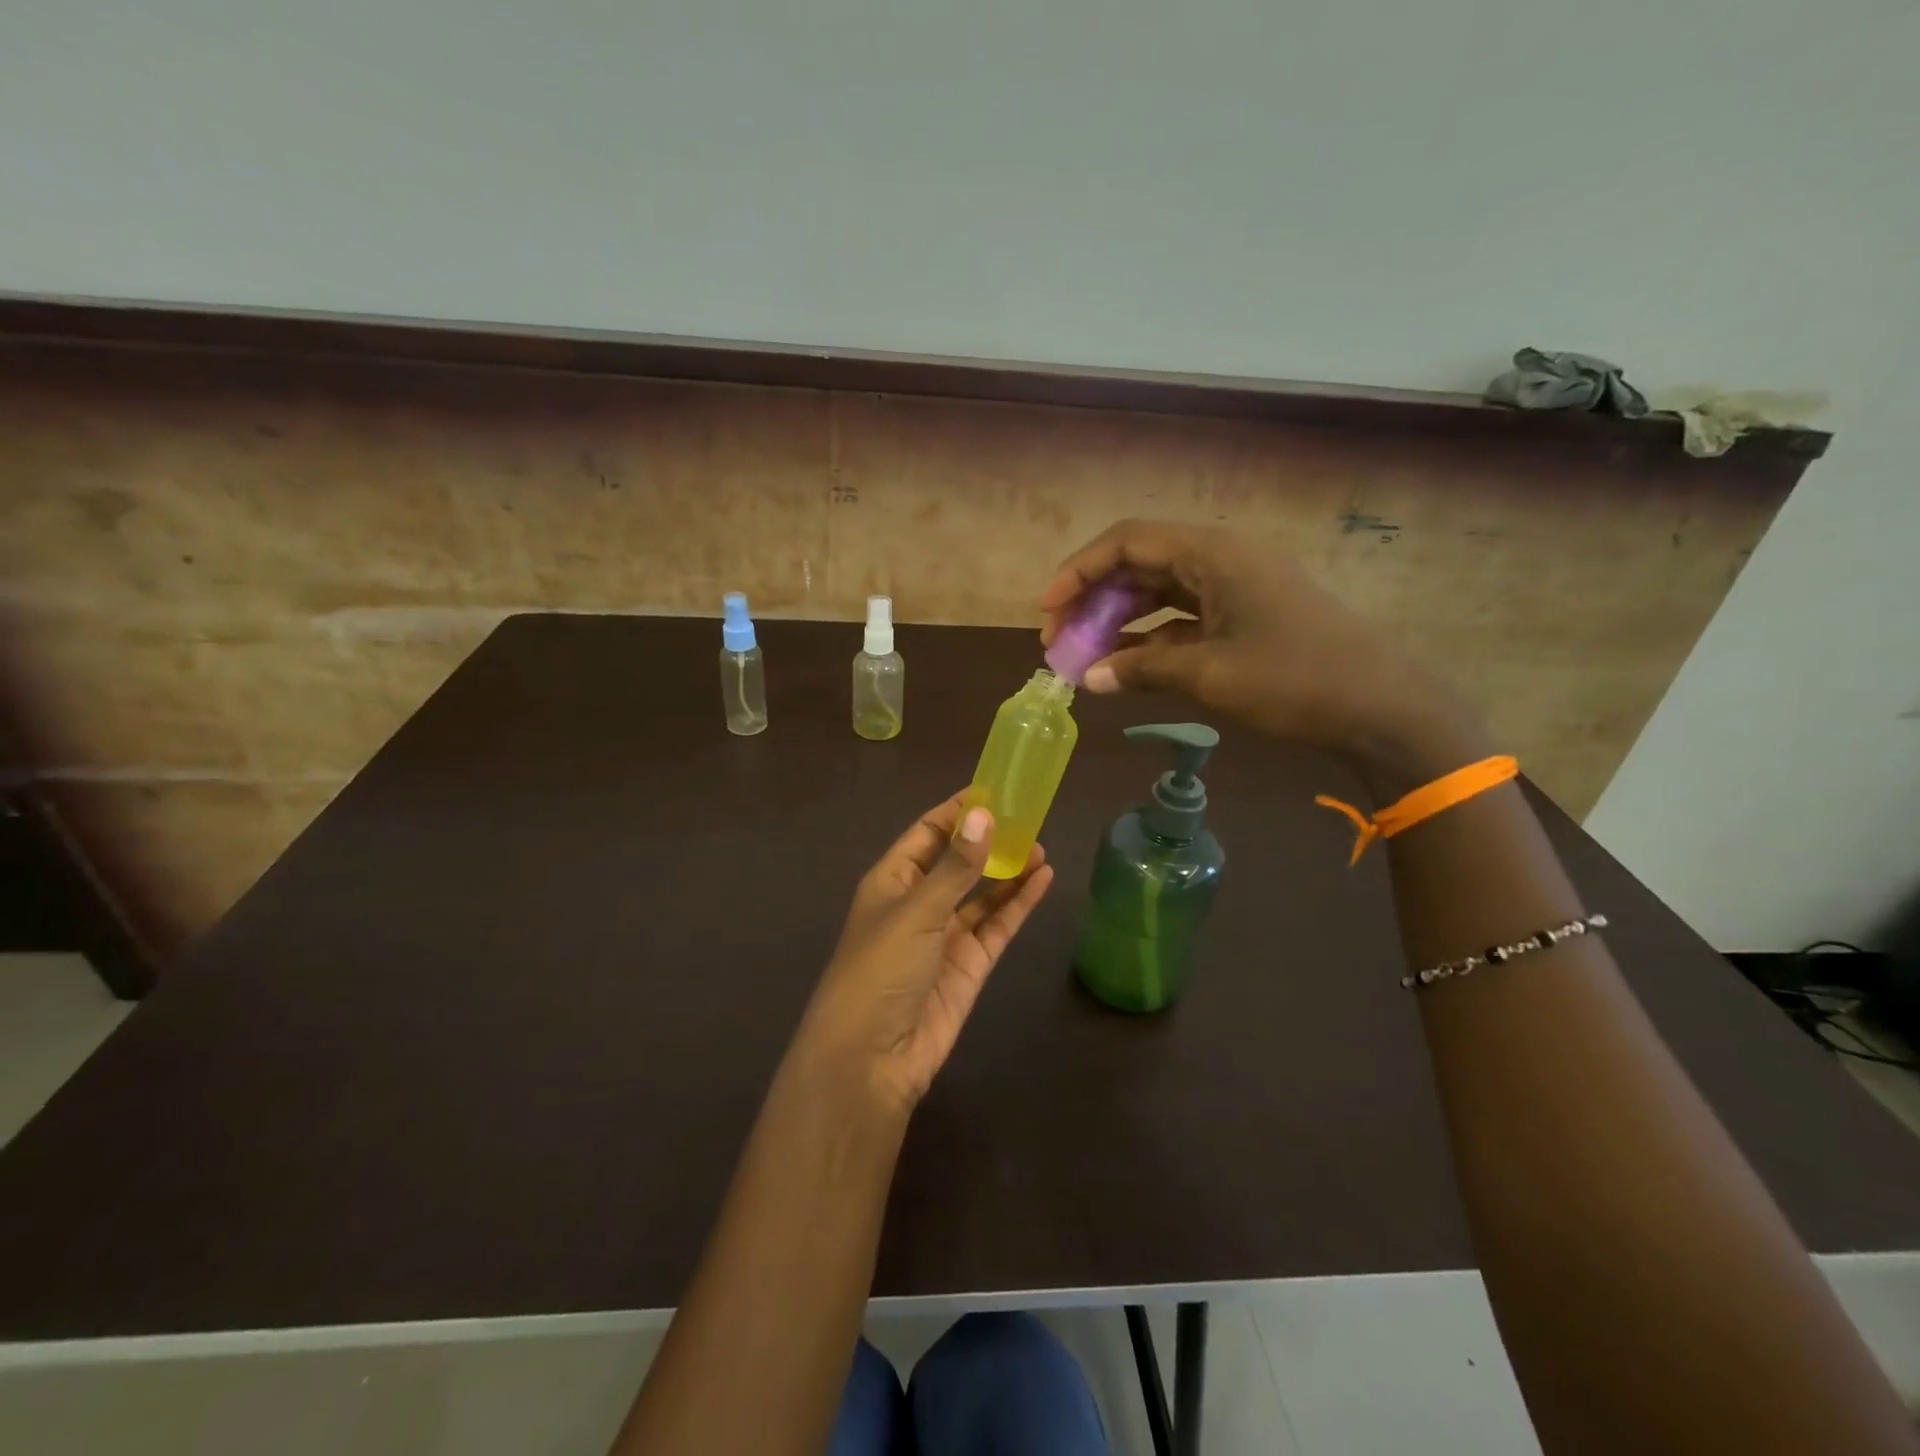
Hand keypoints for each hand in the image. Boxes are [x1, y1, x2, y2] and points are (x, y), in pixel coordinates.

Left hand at [797, 793, 1053, 1113]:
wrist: (872, 1058)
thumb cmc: (881, 969)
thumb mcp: (917, 910)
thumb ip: (955, 866)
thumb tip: (985, 815)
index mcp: (892, 881)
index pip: (926, 833)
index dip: (956, 812)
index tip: (992, 790)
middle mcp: (919, 903)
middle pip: (958, 861)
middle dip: (988, 840)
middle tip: (1028, 817)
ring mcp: (945, 935)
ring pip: (982, 894)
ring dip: (1008, 870)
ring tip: (1041, 846)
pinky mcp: (969, 965)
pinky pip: (997, 925)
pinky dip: (1018, 904)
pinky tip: (1043, 880)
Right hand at [1041, 519, 1490, 785]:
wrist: (1383, 708)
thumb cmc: (1295, 680)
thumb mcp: (1209, 675)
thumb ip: (1141, 671)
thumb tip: (1088, 678)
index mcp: (1214, 554)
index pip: (1128, 541)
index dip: (1079, 571)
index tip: (1048, 610)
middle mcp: (1222, 559)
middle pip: (1140, 564)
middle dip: (1094, 599)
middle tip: (1060, 640)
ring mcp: (1236, 587)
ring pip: (1160, 592)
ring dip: (1119, 620)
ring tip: (1085, 657)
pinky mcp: (1246, 616)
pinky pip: (1184, 618)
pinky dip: (1152, 639)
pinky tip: (1127, 667)